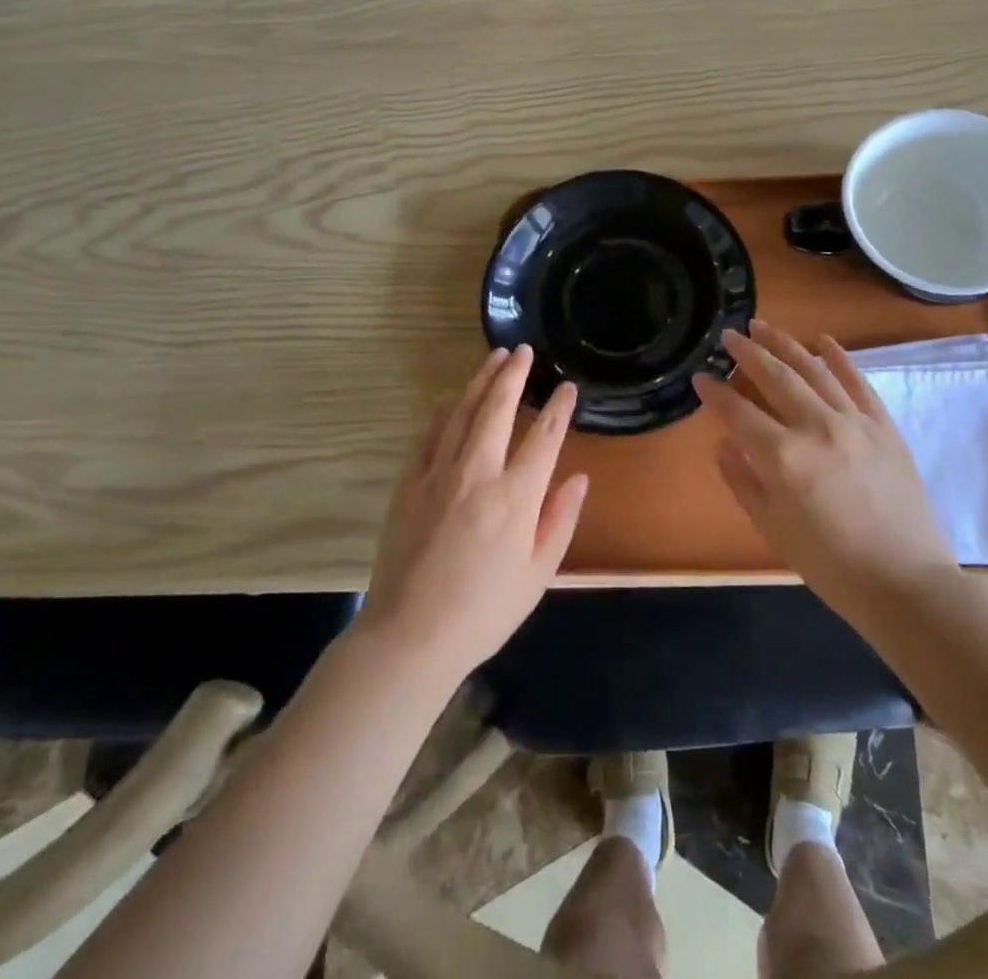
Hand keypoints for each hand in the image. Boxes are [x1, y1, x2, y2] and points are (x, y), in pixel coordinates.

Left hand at [360, 345, 588, 677]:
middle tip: (523, 350)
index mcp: (515, 497)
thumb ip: (560, 520)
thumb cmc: (484, 612)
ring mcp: (438, 475)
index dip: (559, 408)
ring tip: (494, 358)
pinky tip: (448, 398)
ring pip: (461, 413)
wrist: (410, 636)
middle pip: (497, 409)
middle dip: (513, 375)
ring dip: (479, 382)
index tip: (567, 387)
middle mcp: (477, 474)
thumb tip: (579, 477)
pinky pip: (427, 435)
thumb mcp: (538, 574)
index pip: (544, 437)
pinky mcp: (408, 484)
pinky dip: (441, 412)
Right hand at [693, 319, 954, 613]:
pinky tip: (823, 340)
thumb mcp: (773, 529)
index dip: (715, 393)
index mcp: (783, 457)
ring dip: (785, 344)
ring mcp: (854, 422)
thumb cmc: (830, 564)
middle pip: (775, 377)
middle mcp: (816, 427)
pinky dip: (839, 357)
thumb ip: (743, 481)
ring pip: (813, 369)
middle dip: (747, 352)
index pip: (738, 412)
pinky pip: (857, 381)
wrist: (904, 582)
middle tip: (729, 334)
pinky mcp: (883, 425)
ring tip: (763, 326)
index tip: (700, 377)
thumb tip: (723, 444)